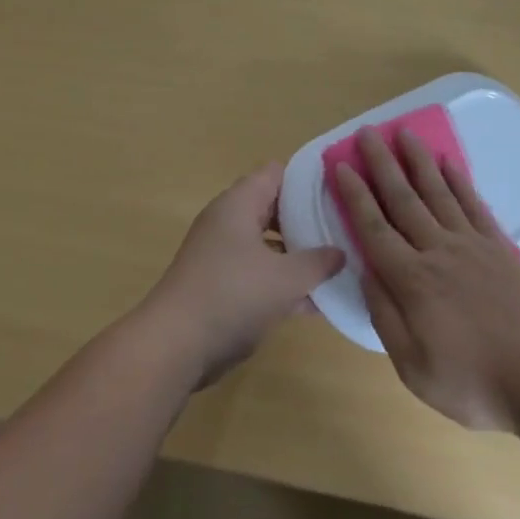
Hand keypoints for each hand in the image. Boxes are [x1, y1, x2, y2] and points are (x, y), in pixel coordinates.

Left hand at [139, 164, 345, 386]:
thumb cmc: (232, 295)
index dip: (307, 180)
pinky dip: (283, 284)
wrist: (175, 345)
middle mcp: (229, 222)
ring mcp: (223, 255)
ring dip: (298, 256)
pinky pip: (260, 275)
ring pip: (269, 245)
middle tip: (344, 230)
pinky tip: (316, 304)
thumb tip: (340, 252)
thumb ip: (317, 262)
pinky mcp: (221, 286)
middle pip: (274, 209)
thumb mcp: (285, 278)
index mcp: (239, 204)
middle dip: (308, 220)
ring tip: (339, 266)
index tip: (338, 192)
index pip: (276, 174)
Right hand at [333, 127, 519, 430]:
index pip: (374, 228)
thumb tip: (365, 273)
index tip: (341, 165)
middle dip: (382, 164)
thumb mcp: (414, 368)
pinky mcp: (500, 248)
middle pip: (403, 199)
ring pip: (438, 192)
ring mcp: (472, 245)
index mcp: (412, 280)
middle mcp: (438, 251)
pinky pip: (474, 205)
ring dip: (418, 161)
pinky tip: (448, 163)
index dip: (355, 196)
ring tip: (404, 132)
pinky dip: (459, 180)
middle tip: (367, 132)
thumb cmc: (475, 383)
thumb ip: (385, 317)